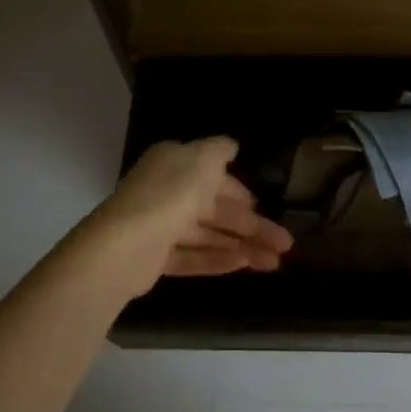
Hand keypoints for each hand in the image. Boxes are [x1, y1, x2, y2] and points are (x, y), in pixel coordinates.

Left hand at [81, 138, 294, 299]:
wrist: (126, 244)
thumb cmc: (172, 192)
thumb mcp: (204, 158)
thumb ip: (221, 149)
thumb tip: (231, 146)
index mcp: (174, 162)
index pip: (212, 175)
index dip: (239, 191)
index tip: (262, 206)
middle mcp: (166, 190)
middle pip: (215, 209)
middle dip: (251, 225)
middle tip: (284, 244)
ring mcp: (159, 226)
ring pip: (208, 235)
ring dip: (242, 246)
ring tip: (273, 263)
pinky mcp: (155, 258)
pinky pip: (192, 256)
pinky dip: (218, 259)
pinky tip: (244, 265)